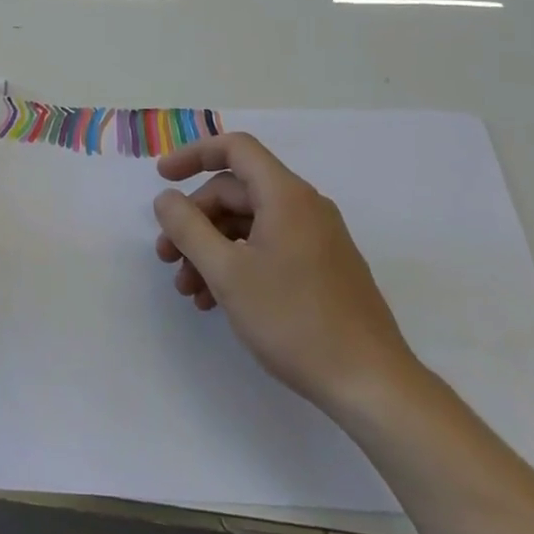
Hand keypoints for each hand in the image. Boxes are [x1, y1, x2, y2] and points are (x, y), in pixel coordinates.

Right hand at [154, 133, 419, 413]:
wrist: (371, 384)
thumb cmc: (294, 320)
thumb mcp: (227, 273)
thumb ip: (188, 228)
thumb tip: (166, 199)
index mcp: (286, 196)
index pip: (235, 149)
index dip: (193, 155)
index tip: (162, 178)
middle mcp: (305, 208)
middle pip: (236, 192)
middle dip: (195, 220)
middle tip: (166, 256)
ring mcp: (317, 239)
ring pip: (249, 225)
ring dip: (211, 248)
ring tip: (188, 289)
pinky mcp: (322, 268)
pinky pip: (268, 248)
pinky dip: (237, 263)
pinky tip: (215, 301)